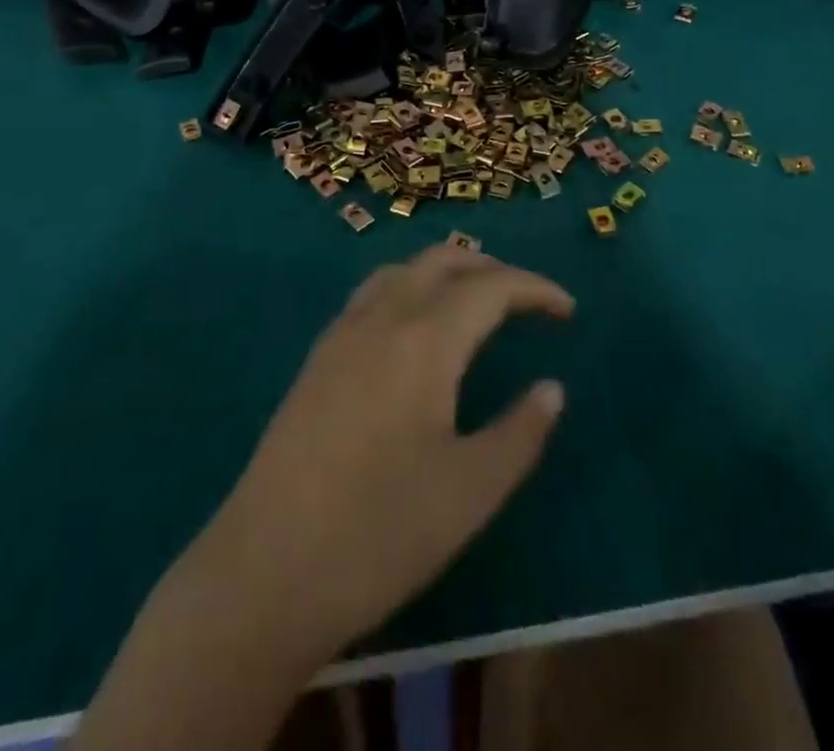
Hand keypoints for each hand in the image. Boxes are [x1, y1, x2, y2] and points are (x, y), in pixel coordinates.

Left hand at [184, 243, 572, 663]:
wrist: (266, 571)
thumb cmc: (381, 533)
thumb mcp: (471, 491)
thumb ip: (520, 432)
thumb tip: (552, 389)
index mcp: (424, 340)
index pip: (490, 287)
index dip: (535, 288)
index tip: (567, 310)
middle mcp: (382, 318)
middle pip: (442, 261)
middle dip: (491, 269)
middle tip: (527, 301)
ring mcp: (342, 333)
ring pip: (402, 270)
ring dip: (445, 272)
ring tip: (475, 304)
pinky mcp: (317, 357)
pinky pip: (373, 293)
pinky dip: (409, 288)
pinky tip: (415, 332)